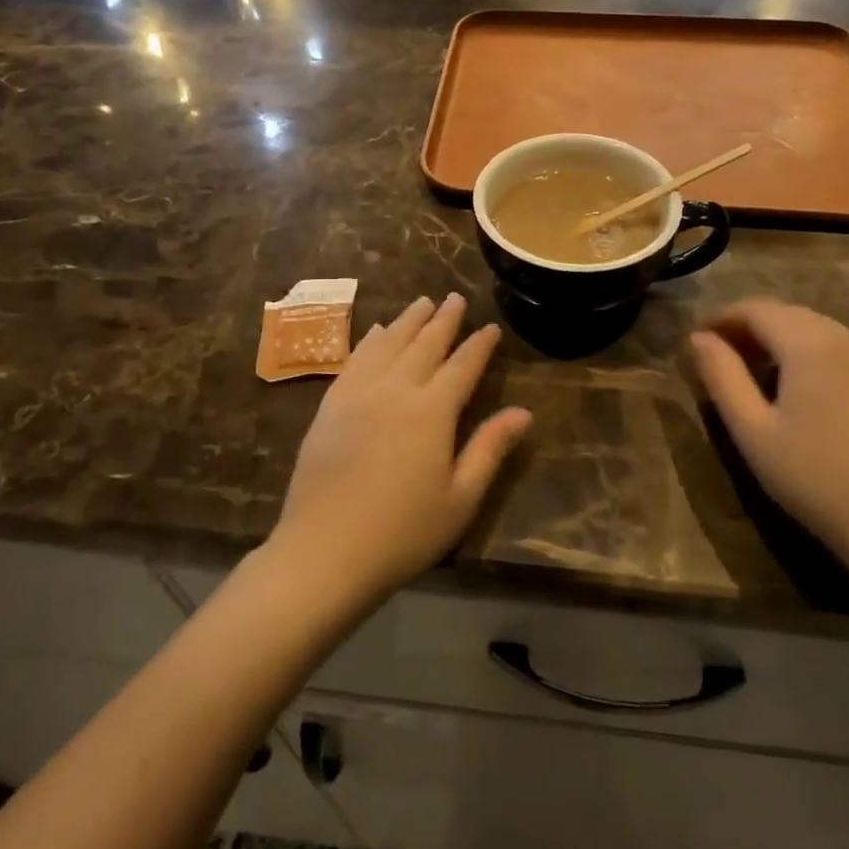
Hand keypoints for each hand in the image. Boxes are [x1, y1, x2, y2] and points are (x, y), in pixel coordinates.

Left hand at [266, 294, 531, 612]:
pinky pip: (354, 360)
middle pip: (425, 344)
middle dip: (443, 319)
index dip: (479, 345)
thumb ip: (489, 449)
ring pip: (388, 344)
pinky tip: (376, 332)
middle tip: (455, 297)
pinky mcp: (330, 406)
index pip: (462, 366)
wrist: (325, 551)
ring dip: (408, 321)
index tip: (490, 327)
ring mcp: (358, 394)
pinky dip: (370, 341)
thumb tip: (523, 412)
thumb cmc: (403, 532)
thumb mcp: (460, 498)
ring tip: (421, 302)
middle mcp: (395, 389)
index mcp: (432, 411)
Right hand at [689, 300, 848, 588]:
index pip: (755, 309)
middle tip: (716, 355)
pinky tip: (792, 388)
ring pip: (812, 328)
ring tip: (748, 371)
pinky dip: (804, 352)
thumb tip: (698, 339)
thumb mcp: (751, 429)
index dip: (720, 319)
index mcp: (809, 344)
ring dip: (775, 338)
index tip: (694, 340)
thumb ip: (722, 376)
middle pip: (785, 313)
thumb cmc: (813, 477)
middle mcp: (843, 338)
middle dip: (746, 326)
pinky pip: (835, 348)